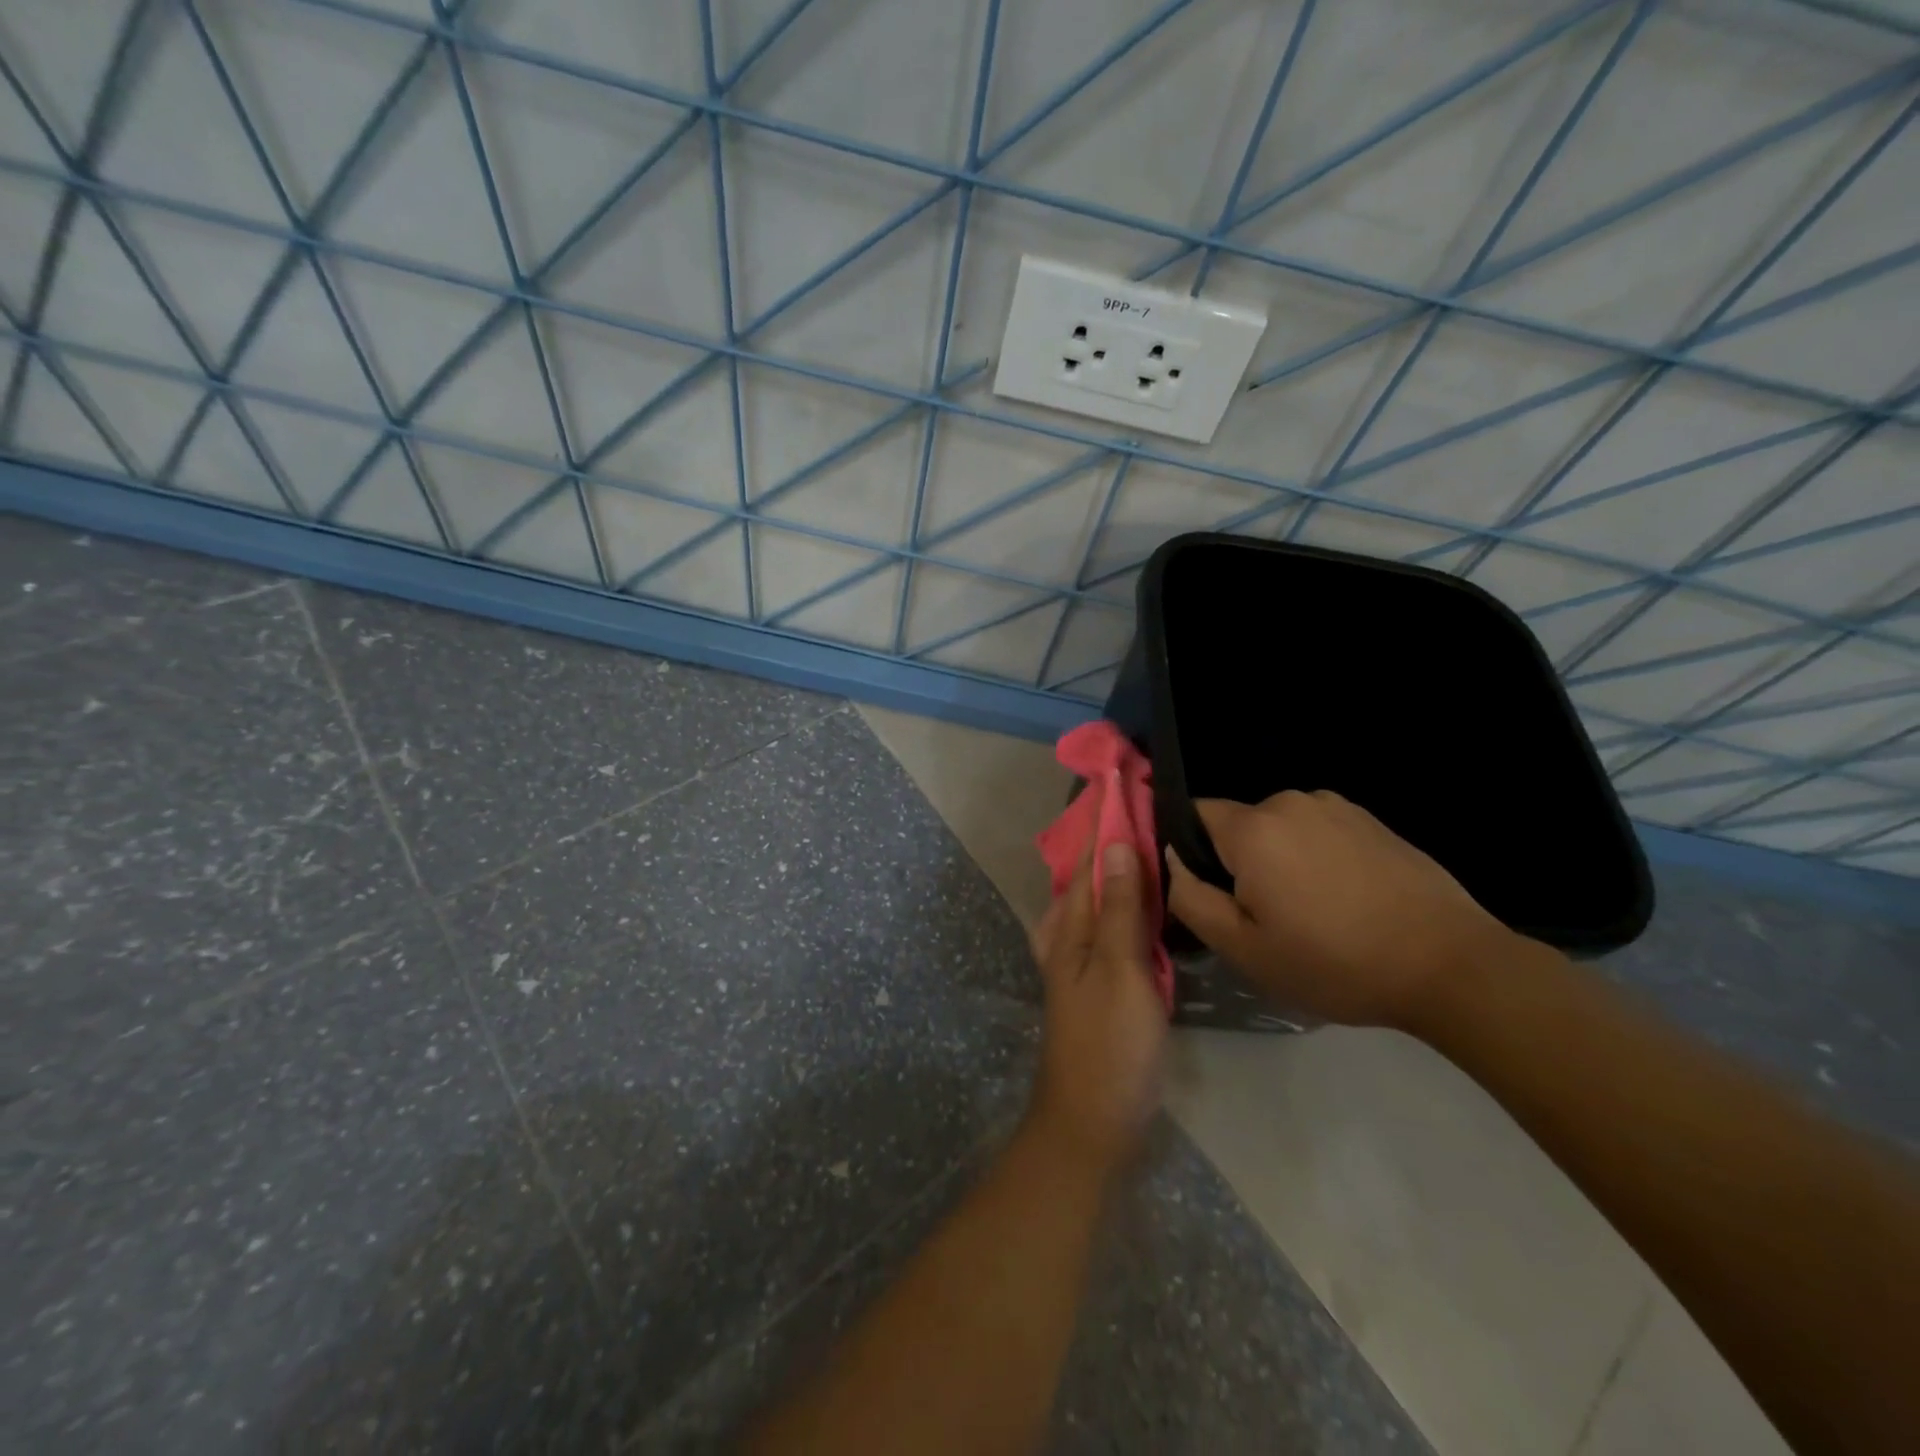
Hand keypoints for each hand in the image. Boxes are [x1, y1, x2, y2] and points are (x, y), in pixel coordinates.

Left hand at [1028, 816, 1167, 1172]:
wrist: (1091, 1121)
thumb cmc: (1109, 1044)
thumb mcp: (1119, 970)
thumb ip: (1117, 908)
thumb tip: (1114, 843)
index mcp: (1068, 925)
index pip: (1087, 856)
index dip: (1105, 819)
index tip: (1125, 779)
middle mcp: (1067, 935)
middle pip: (1089, 873)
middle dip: (1112, 837)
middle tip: (1149, 803)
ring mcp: (1079, 960)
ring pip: (1097, 898)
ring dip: (1119, 867)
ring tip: (1152, 837)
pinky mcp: (1097, 982)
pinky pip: (1109, 927)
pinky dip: (1125, 903)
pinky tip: (1146, 901)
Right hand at [1165, 790, 1511, 1028]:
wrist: (1450, 965)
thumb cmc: (1334, 962)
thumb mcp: (1244, 949)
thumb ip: (1190, 898)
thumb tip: (1173, 860)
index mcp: (1252, 829)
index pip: (1191, 814)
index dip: (1187, 849)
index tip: (1206, 891)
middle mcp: (1289, 802)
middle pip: (1237, 825)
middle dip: (1236, 861)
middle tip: (1261, 916)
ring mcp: (1336, 807)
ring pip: (1279, 829)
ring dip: (1278, 859)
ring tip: (1308, 911)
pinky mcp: (1371, 820)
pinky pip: (1318, 831)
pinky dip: (1315, 857)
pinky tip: (1343, 900)